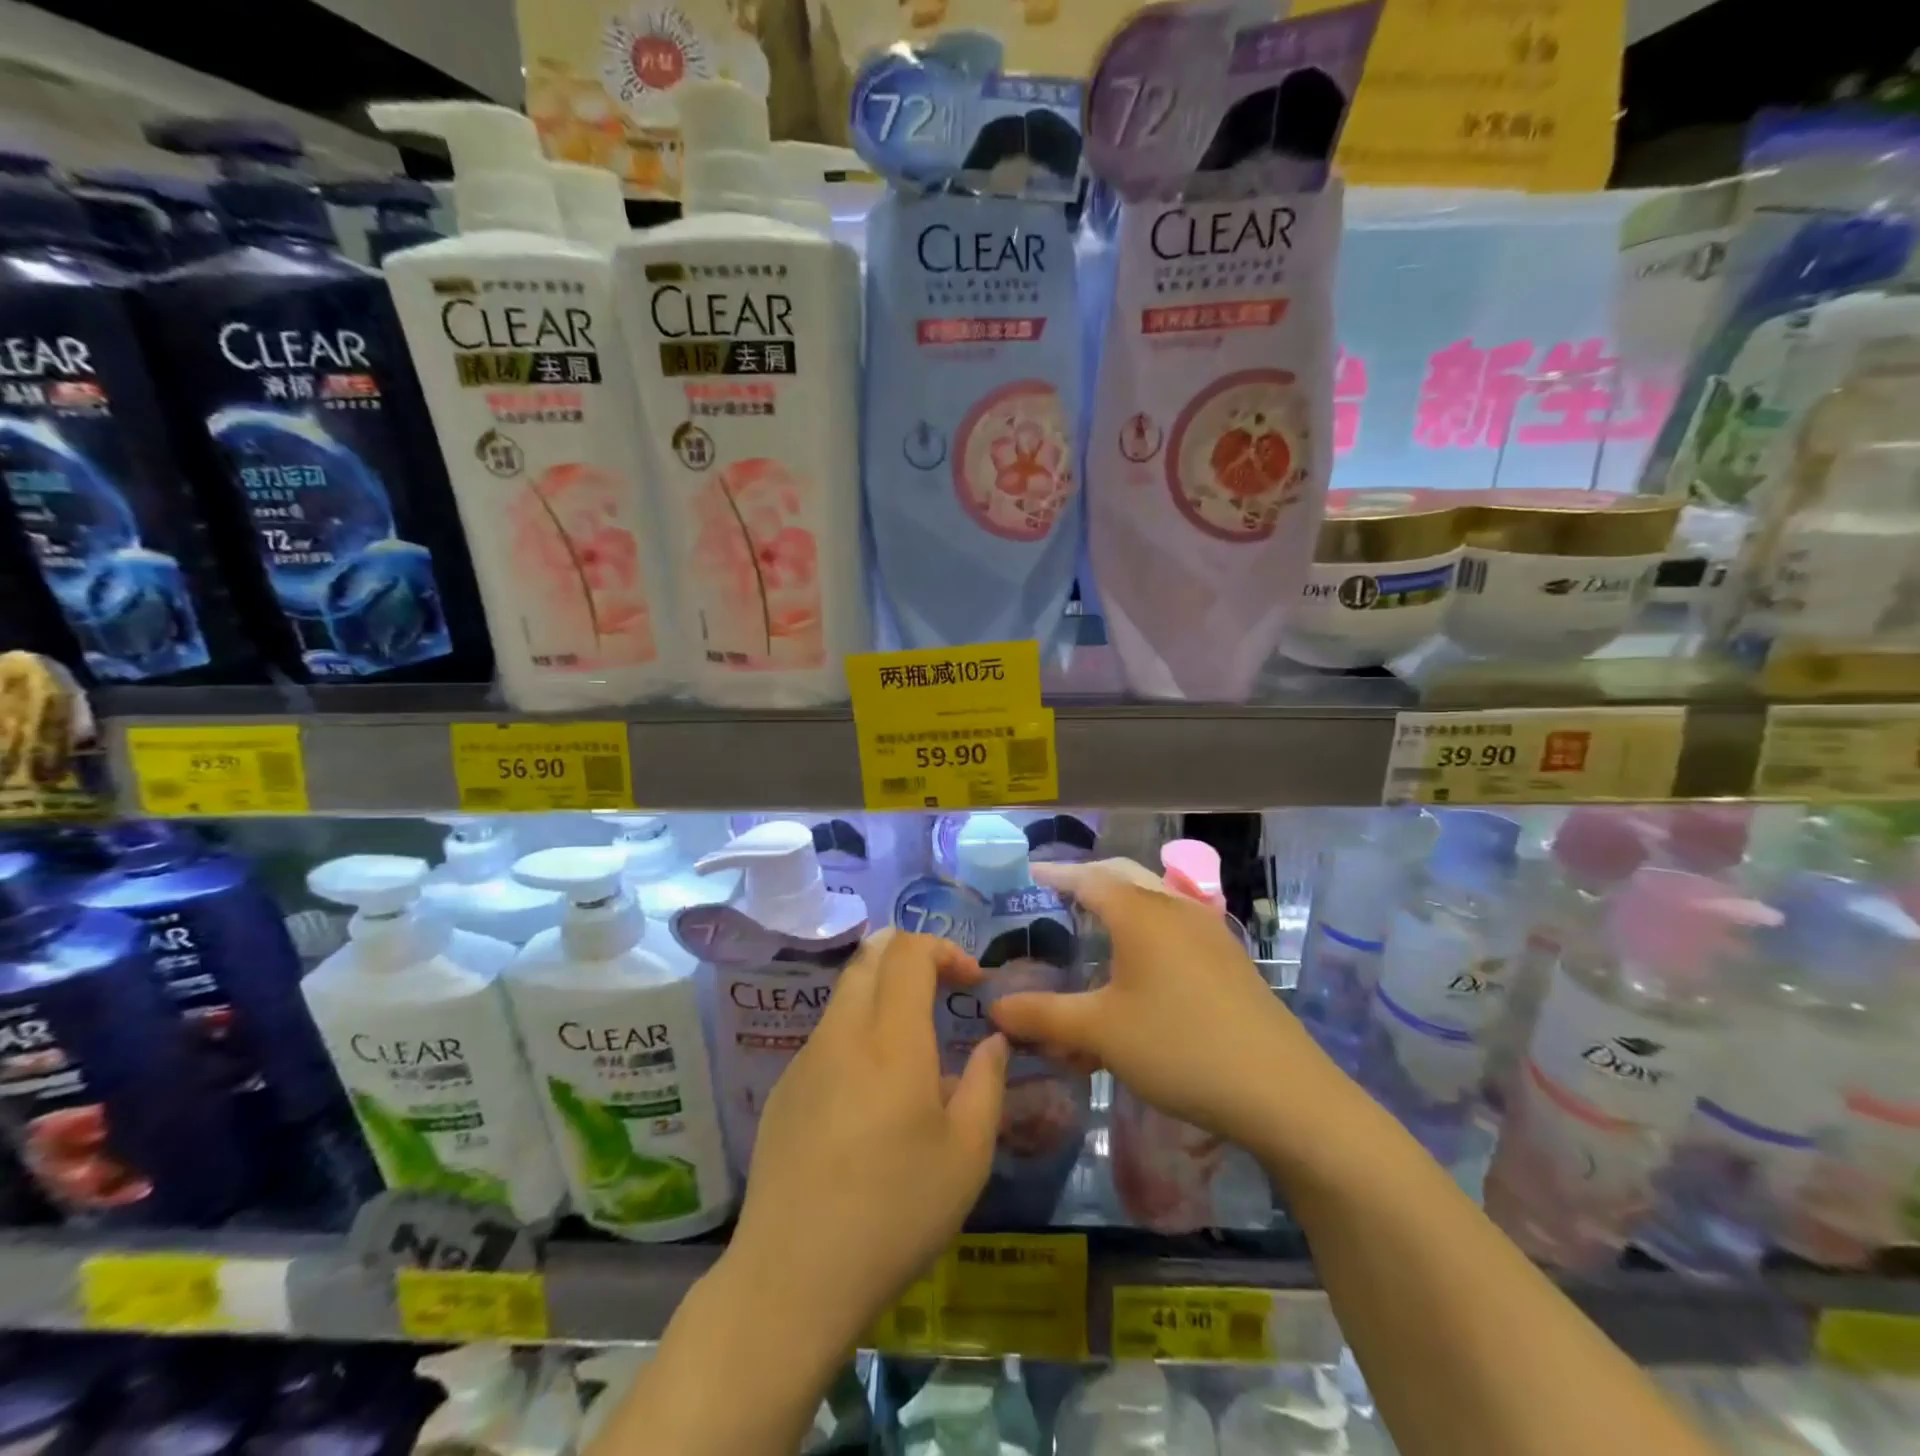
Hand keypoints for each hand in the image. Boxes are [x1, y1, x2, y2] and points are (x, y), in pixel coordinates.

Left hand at [722, 929, 1008, 1353]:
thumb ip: (987, 1084)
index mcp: (891, 1039)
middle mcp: (842, 1033)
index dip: (944, 949)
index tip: (971, 982)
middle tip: (944, 990)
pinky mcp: (783, 1089)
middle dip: (911, 955)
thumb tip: (993, 1042)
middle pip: (870, 956)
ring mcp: (805, 1059)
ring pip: (846, 994)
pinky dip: (859, 1032)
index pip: (908, 951)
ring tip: (914, 1046)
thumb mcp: (967, 1156)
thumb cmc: (894, 1213)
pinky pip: (828, 1036)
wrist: (791, 1278)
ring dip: (884, 994)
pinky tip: (872, 1096)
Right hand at [991, 858, 1347, 1158]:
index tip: (1031, 874)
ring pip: (1154, 897)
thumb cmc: (1179, 1048)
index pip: (1088, 877)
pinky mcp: (1229, 957)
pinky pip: (1176, 923)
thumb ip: (1043, 1016)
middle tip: (1059, 892)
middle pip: (1124, 876)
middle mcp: (1175, 907)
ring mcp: (1209, 930)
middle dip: (1089, 878)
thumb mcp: (1101, 1032)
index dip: (1056, 874)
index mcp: (1140, 912)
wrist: (1281, 1090)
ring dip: (1122, 899)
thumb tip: (995, 1007)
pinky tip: (1143, 959)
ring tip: (1097, 920)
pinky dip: (1149, 924)